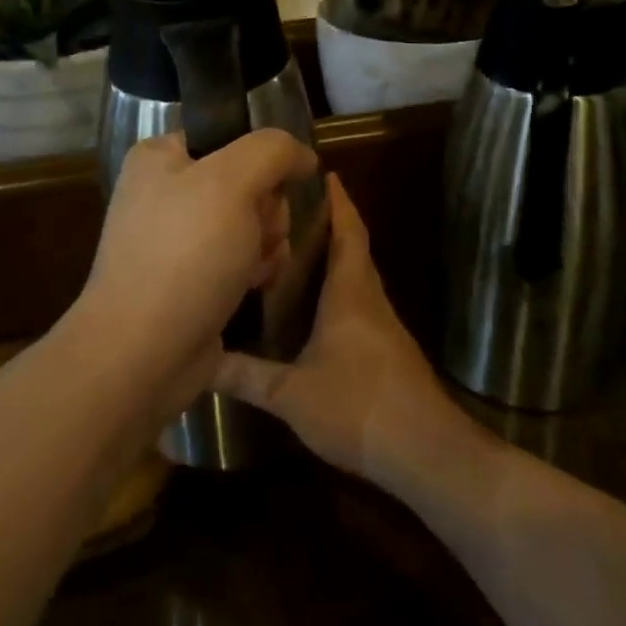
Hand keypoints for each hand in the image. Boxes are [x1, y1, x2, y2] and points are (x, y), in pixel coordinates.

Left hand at [77, 129, 316, 389]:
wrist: (143, 352)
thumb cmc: (185, 255)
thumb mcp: (232, 182)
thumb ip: (273, 150)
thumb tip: (301, 156)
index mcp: (160, 158)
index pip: (231, 138)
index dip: (260, 163)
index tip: (266, 191)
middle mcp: (166, 193)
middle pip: (248, 184)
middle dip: (266, 212)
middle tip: (256, 236)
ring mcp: (177, 240)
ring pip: (252, 224)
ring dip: (265, 245)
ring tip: (252, 269)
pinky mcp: (192, 280)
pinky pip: (241, 260)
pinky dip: (254, 272)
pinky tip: (251, 288)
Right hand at [215, 174, 478, 490]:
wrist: (426, 452)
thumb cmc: (357, 406)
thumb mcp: (291, 394)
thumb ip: (246, 376)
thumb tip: (199, 361)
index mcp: (351, 292)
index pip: (347, 231)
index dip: (338, 201)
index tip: (324, 173)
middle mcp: (370, 299)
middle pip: (354, 249)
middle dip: (330, 225)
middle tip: (292, 211)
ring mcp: (384, 327)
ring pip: (358, 278)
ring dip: (335, 259)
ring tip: (295, 252)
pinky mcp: (389, 352)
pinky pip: (361, 305)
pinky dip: (340, 292)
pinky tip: (315, 310)